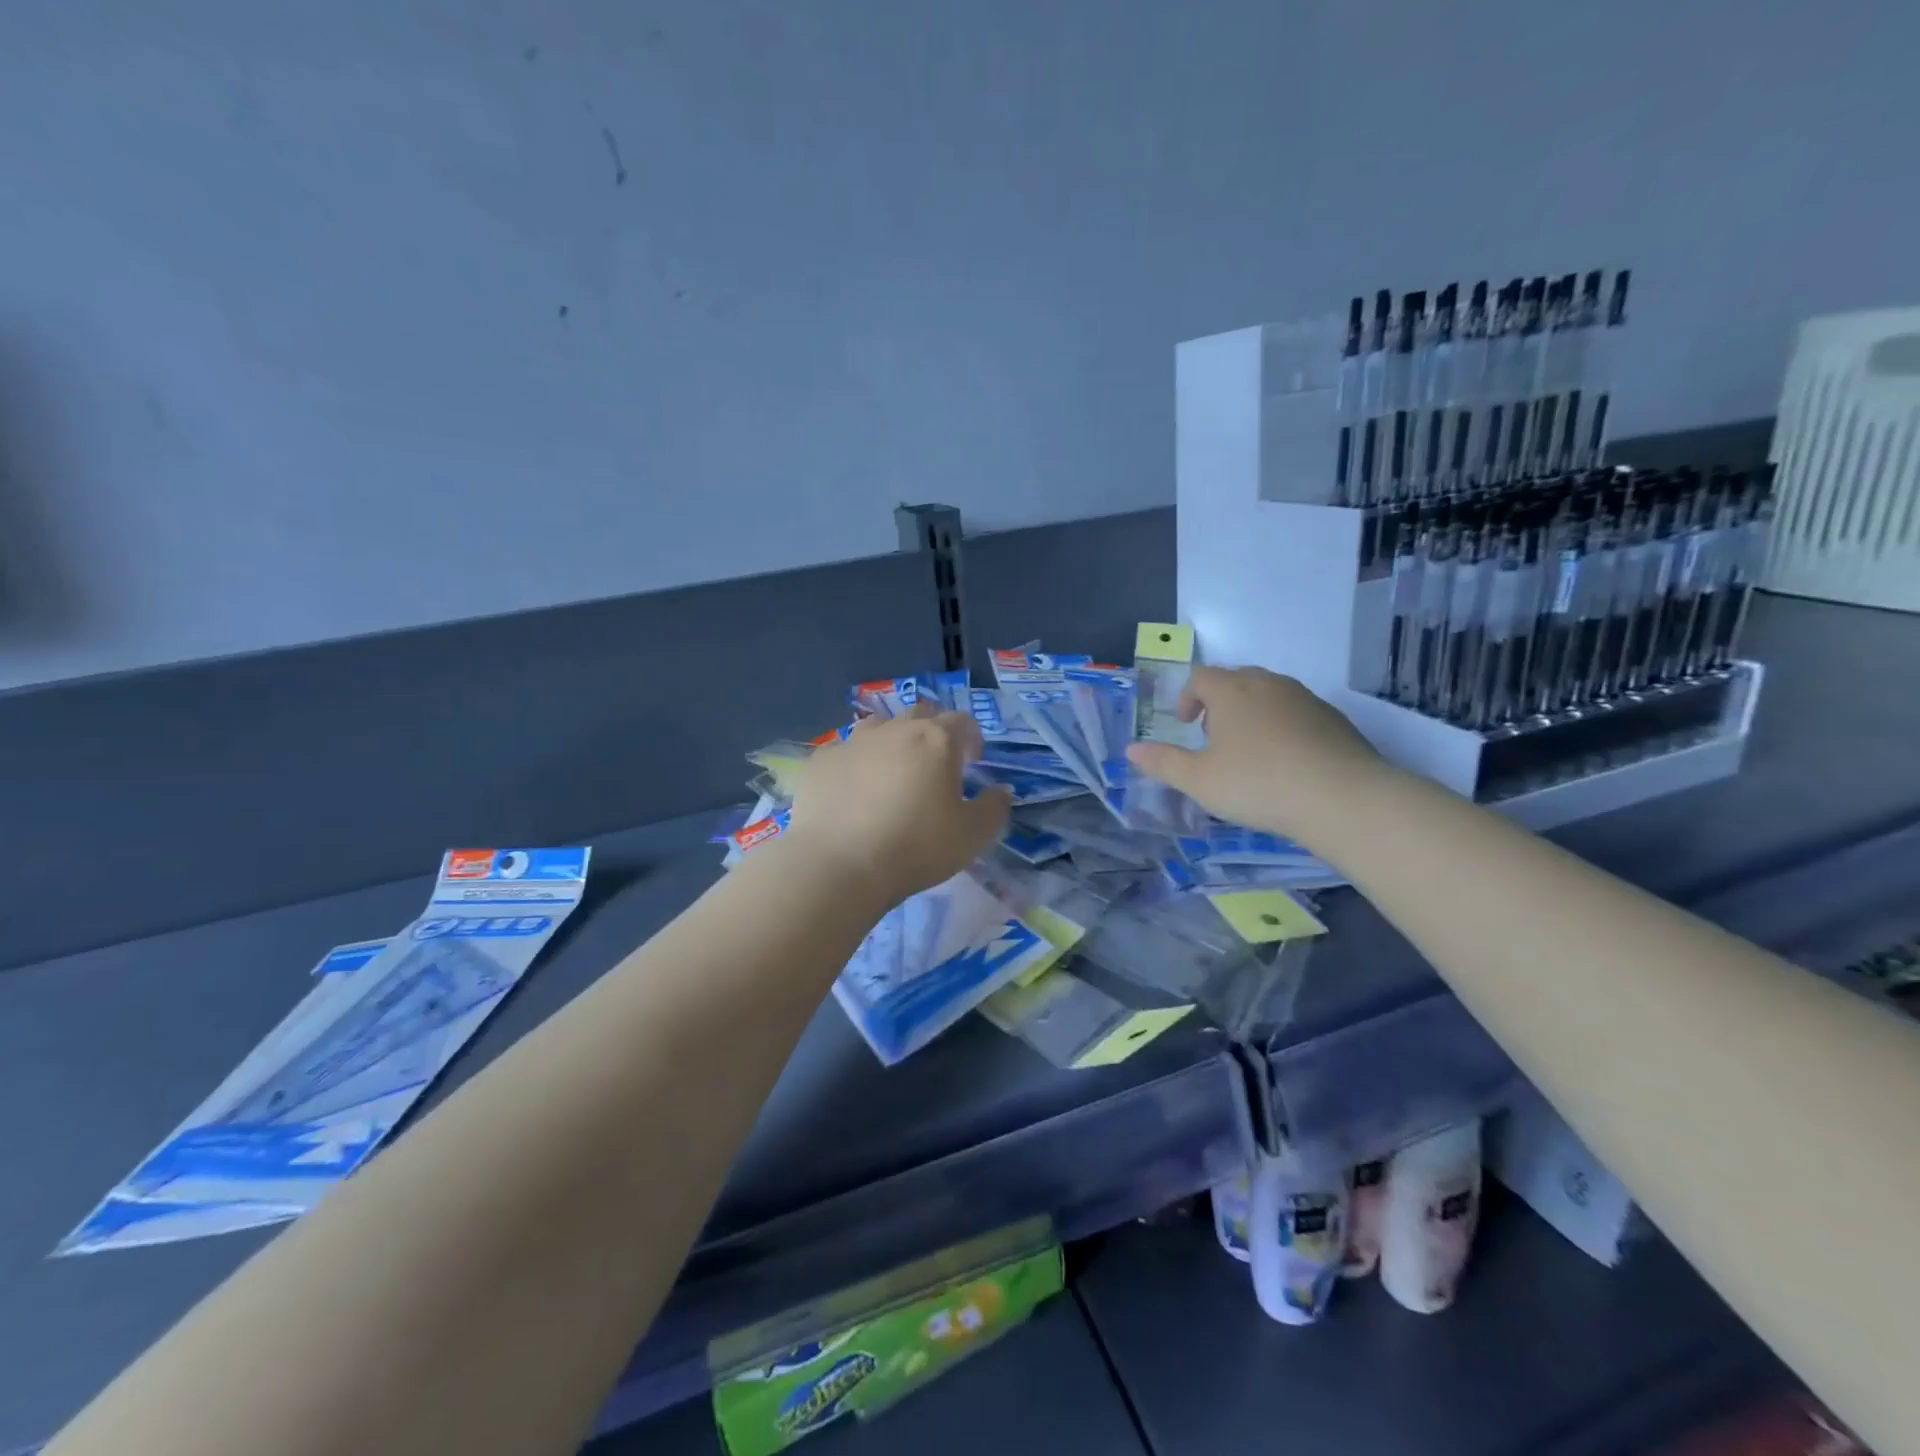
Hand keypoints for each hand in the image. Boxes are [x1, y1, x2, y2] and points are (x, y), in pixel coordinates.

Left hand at [783, 707, 1011, 908]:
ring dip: (892, 740)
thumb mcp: (973, 836)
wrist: (839, 864)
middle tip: (935, 762)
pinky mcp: (821, 761)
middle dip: (933, 731)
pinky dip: (855, 763)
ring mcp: (853, 742)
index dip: (972, 737)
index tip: (973, 760)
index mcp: (936, 740)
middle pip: (920, 714)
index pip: (962, 721)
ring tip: (892, 771)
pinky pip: (844, 752)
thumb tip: (1000, 791)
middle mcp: (895, 730)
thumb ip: (994, 808)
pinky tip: (853, 791)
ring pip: (878, 726)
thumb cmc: (916, 847)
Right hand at [1124, 666, 1387, 841]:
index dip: (1188, 698)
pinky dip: (1283, 726)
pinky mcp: (1334, 718)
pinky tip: (1286, 762)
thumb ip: (1163, 763)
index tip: (1186, 725)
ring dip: (1252, 712)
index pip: (1201, 677)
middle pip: (1236, 679)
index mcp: (1232, 691)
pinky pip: (1297, 712)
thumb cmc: (1257, 783)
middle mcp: (1268, 684)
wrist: (1341, 797)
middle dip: (1219, 702)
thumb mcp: (1199, 780)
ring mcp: (1305, 698)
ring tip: (1249, 750)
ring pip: (1269, 694)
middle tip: (1214, 736)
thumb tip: (1131, 750)